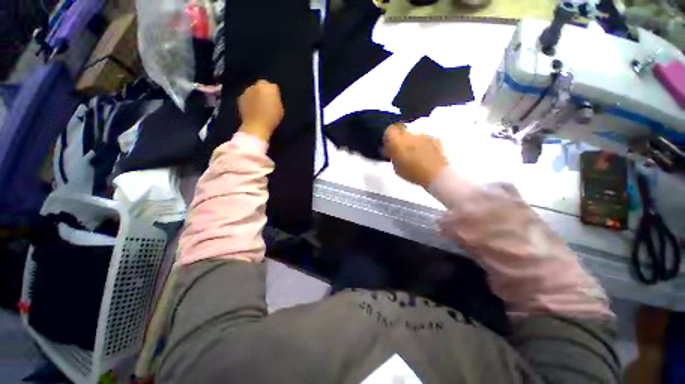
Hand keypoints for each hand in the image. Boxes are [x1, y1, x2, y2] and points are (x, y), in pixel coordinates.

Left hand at [238, 80, 283, 141]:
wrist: (256, 126)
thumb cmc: (272, 118)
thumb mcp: (280, 109)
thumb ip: (276, 100)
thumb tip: (273, 98)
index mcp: (269, 87)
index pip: (273, 87)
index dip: (274, 94)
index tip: (275, 101)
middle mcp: (256, 85)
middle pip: (261, 86)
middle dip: (263, 92)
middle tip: (266, 103)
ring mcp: (246, 91)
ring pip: (253, 91)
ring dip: (255, 96)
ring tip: (259, 108)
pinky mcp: (240, 98)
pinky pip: (247, 98)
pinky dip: (249, 102)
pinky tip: (252, 110)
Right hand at [383, 124, 447, 187]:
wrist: (436, 174)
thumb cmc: (412, 172)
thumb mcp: (396, 167)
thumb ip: (393, 156)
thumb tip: (390, 151)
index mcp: (397, 140)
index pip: (389, 130)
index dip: (389, 138)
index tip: (389, 147)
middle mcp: (410, 133)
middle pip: (402, 131)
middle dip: (401, 139)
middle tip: (401, 151)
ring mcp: (423, 135)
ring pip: (414, 135)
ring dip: (413, 142)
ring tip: (415, 155)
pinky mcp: (434, 138)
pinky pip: (425, 140)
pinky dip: (423, 145)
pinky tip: (425, 155)